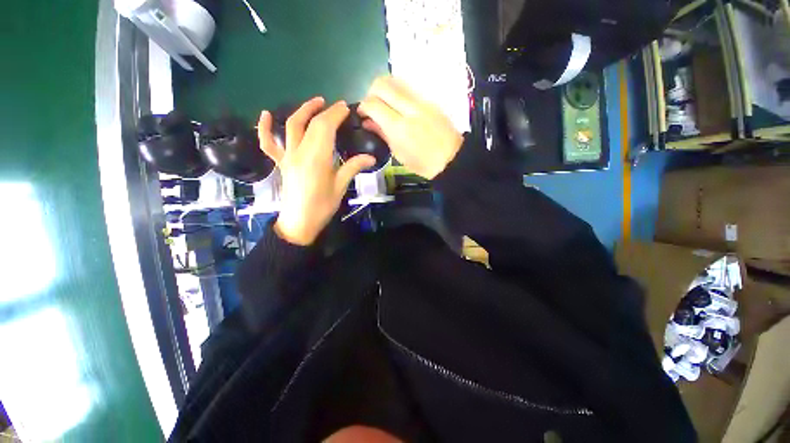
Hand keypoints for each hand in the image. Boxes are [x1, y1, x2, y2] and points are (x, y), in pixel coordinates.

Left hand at [258, 98, 374, 245]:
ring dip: (303, 110)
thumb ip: (353, 168)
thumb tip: (371, 157)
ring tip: (316, 103)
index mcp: (316, 158)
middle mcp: (299, 152)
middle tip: (339, 107)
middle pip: (311, 124)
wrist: (299, 222)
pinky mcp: (281, 163)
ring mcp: (287, 156)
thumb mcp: (340, 187)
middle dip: (326, 111)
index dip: (336, 114)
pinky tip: (266, 114)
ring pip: (291, 126)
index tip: (346, 108)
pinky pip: (268, 143)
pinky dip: (264, 128)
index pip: (325, 127)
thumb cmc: (322, 207)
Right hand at [358, 76, 463, 178]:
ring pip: (395, 79)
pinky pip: (408, 87)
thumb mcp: (399, 154)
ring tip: (384, 103)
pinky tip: (398, 105)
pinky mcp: (430, 100)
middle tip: (372, 106)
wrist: (451, 159)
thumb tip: (368, 122)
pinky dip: (397, 91)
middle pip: (382, 84)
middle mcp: (409, 108)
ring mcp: (421, 101)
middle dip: (370, 92)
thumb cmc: (423, 164)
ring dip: (384, 88)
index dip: (363, 107)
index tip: (363, 114)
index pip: (373, 104)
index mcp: (399, 127)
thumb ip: (382, 134)